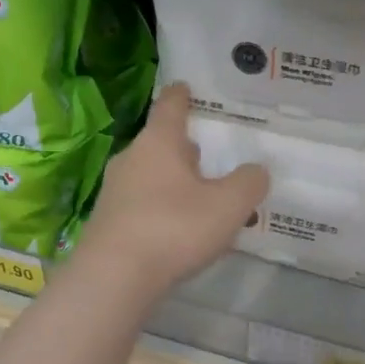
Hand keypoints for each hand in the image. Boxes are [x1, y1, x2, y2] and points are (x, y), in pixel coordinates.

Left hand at [75, 84, 268, 302]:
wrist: (114, 277)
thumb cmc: (174, 228)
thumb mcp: (228, 205)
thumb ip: (249, 183)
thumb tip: (256, 171)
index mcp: (159, 143)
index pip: (171, 107)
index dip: (182, 96)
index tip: (186, 87)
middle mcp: (132, 159)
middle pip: (161, 145)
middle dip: (184, 149)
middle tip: (208, 156)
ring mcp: (115, 192)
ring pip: (152, 177)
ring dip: (175, 183)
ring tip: (201, 200)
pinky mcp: (108, 223)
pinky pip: (143, 206)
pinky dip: (163, 210)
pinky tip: (180, 232)